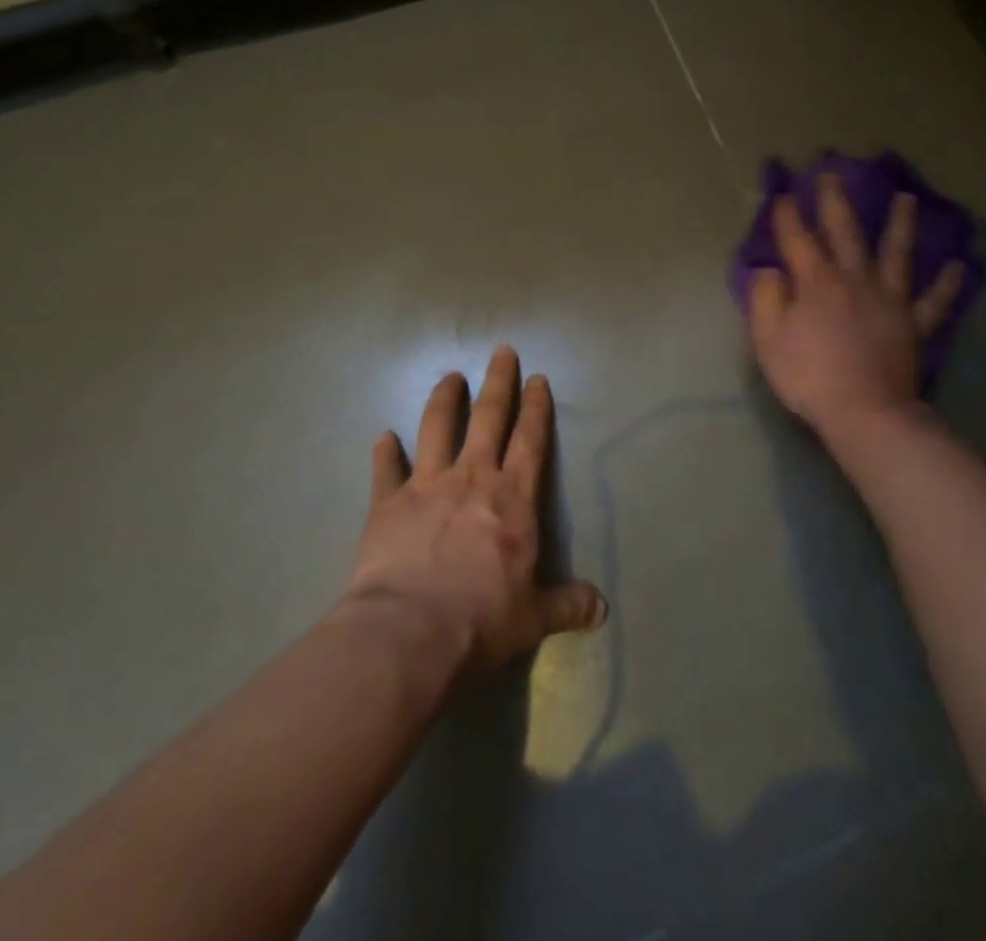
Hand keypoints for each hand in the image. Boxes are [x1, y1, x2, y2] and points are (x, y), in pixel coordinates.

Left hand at [341, 347, 606, 677]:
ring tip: (449, 377)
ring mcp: (427, 486)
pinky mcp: (388, 503)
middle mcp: (473, 478)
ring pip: (437, 427)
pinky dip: (385, 452)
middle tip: (501, 351)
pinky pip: (386, 469)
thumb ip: (568, 605)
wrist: (409, 633)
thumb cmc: (481, 619)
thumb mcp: (534, 617)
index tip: (538, 378)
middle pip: (488, 417)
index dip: (536, 407)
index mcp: (513, 498)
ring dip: (444, 399)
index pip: (531, 439)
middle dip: (498, 381)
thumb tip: (602, 609)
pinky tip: (383, 436)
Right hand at [747, 176, 965, 436]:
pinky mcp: (913, 325)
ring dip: (900, 224)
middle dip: (836, 202)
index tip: (783, 193)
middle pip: (845, 233)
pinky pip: (934, 302)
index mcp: (817, 283)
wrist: (864, 412)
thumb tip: (769, 270)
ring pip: (896, 254)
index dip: (788, 217)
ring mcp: (889, 300)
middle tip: (832, 174)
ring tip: (907, 198)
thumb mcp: (769, 340)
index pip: (798, 241)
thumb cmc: (809, 376)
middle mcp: (855, 280)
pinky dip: (946, 284)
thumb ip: (766, 299)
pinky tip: (959, 266)